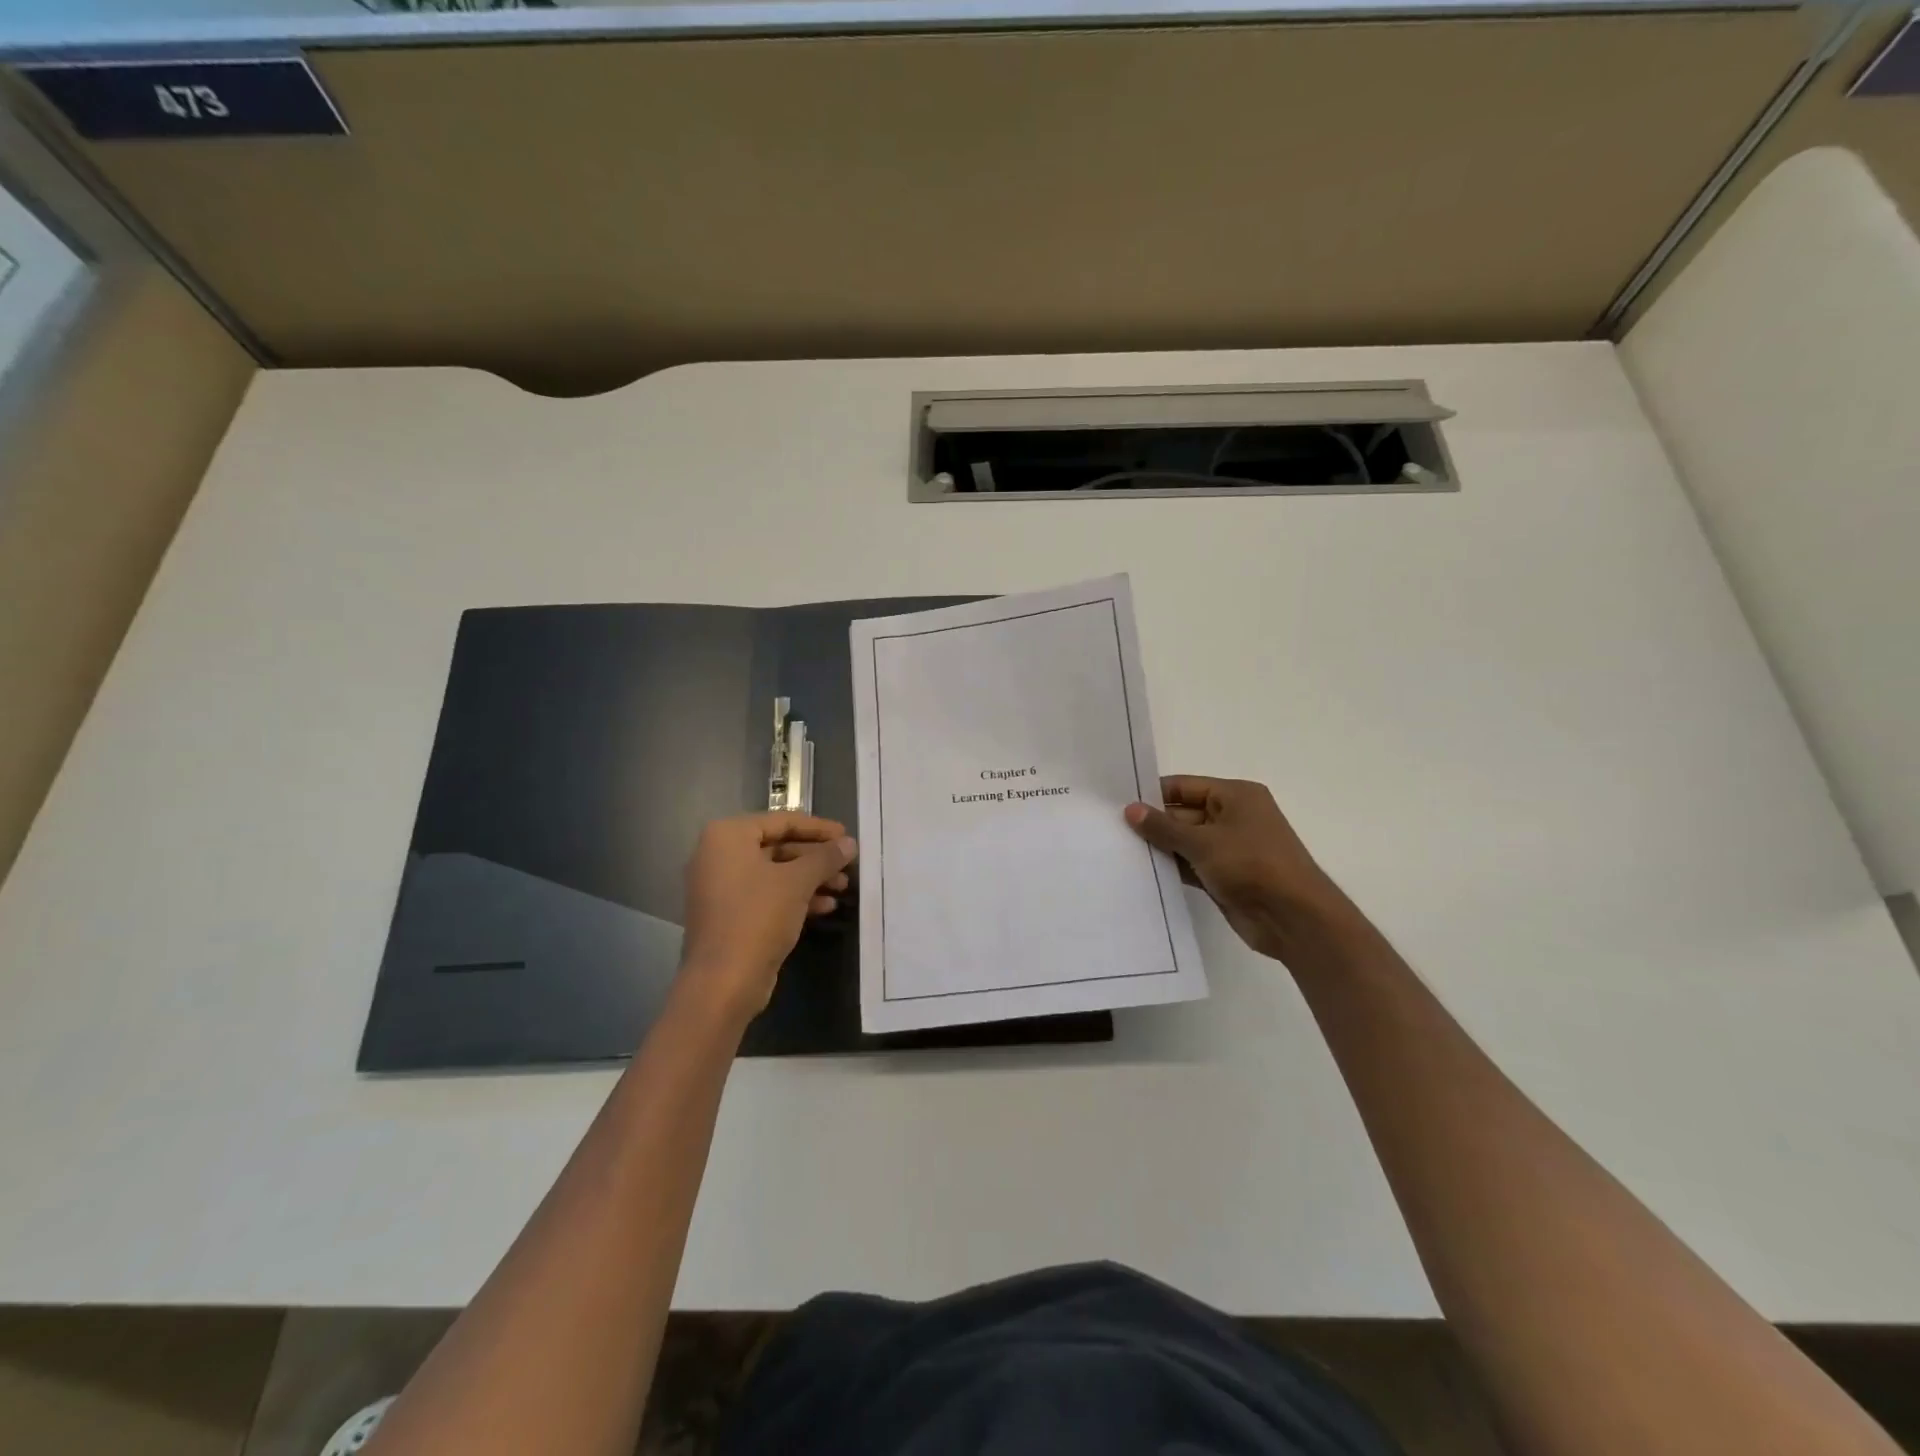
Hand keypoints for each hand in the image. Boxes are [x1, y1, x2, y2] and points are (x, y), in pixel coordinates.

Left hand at [678, 812, 856, 1021]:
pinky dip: (795, 897)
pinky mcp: (730, 915)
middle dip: (816, 857)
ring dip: (810, 878)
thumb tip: (849, 843)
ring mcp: (722, 887)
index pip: (782, 821)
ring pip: (775, 873)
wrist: (723, 983)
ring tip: (843, 887)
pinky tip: (826, 907)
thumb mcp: (797, 882)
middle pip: (778, 846)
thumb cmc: (757, 918)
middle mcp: (719, 856)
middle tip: (848, 864)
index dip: (818, 828)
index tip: (847, 836)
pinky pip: (767, 895)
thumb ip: (825, 857)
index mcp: (727, 836)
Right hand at [1125, 776, 1355, 965]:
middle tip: (1110, 830)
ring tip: (1118, 851)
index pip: (1184, 786)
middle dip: (1152, 824)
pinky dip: (1171, 868)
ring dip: (1160, 848)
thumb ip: (1164, 827)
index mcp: (1235, 796)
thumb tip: (1130, 810)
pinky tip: (1141, 873)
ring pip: (1185, 842)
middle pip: (1183, 814)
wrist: (1294, 919)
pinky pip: (1191, 866)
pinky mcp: (1225, 877)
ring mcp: (1230, 849)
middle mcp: (1233, 817)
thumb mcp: (1203, 842)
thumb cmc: (1252, 865)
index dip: (1153, 794)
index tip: (1117, 803)